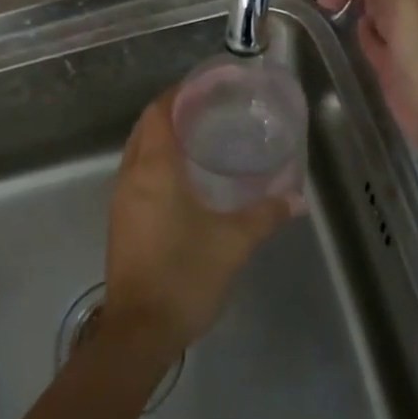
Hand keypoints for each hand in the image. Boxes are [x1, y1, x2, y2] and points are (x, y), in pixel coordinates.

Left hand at [102, 91, 289, 356]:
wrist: (140, 330)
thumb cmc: (185, 275)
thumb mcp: (233, 243)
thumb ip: (265, 215)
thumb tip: (296, 198)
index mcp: (154, 169)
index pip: (158, 114)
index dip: (176, 95)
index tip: (203, 88)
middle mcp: (131, 177)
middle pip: (145, 129)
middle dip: (171, 113)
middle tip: (208, 111)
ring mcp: (121, 200)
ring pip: (137, 152)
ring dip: (160, 139)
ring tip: (199, 139)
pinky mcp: (120, 221)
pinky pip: (135, 175)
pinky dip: (155, 164)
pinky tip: (182, 180)